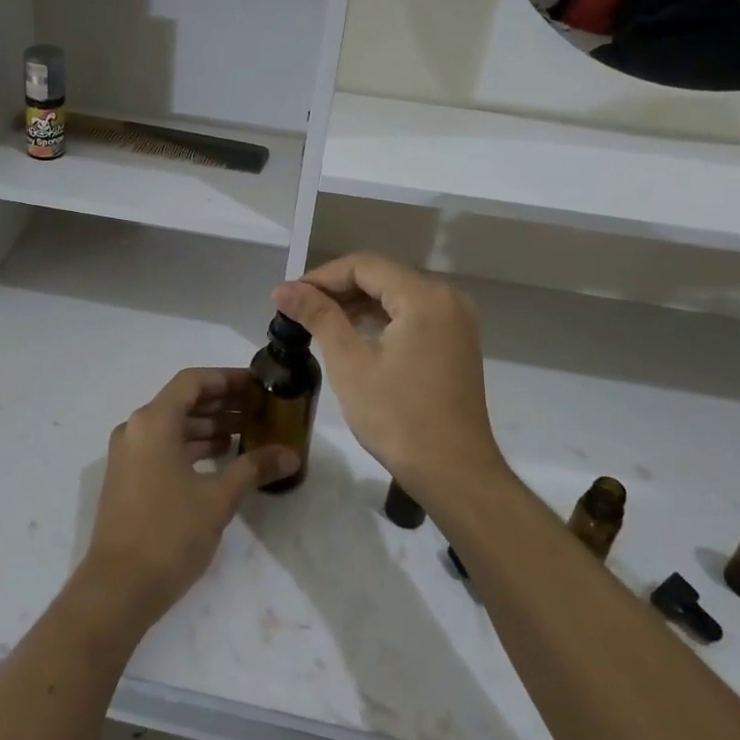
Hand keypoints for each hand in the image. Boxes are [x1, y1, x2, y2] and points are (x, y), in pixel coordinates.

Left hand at [78, 369, 299, 627]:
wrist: (117, 588)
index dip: (228, 379)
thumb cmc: (169, 534)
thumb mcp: (218, 499)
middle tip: (260, 409)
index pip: (193, 381)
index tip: (259, 385)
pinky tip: (221, 459)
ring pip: (174, 426)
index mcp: (153, 422)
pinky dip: (192, 447)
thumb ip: (253, 469)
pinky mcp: (128, 478)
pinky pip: (164, 447)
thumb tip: (291, 455)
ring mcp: (129, 454)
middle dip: (223, 403)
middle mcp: (136, 429)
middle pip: (183, 401)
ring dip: (209, 427)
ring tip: (248, 434)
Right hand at [273, 254, 504, 496]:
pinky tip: (351, 335)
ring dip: (356, 305)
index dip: (322, 276)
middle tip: (297, 309)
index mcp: (424, 297)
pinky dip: (379, 320)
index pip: (364, 266)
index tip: (288, 296)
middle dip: (337, 289)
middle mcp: (446, 299)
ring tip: (316, 322)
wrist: (455, 474)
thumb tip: (283, 288)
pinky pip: (411, 315)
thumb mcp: (350, 364)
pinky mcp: (455, 342)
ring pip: (395, 296)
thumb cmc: (399, 418)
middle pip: (381, 277)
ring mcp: (455, 321)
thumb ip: (318, 317)